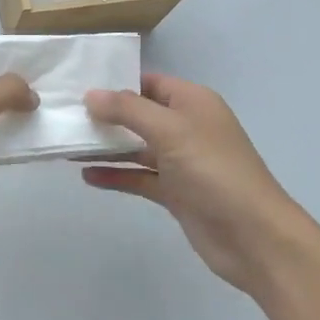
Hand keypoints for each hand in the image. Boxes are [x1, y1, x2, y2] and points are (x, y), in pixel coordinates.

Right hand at [82, 73, 314, 297]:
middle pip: (139, 114)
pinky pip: (139, 177)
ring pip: (136, 147)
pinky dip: (116, 175)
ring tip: (68, 145)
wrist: (254, 237)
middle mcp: (187, 127)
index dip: (116, 82)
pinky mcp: (176, 193)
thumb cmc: (214, 171)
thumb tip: (90, 94)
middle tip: (65, 116)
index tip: (77, 86)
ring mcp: (181, 161)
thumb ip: (128, 109)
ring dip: (106, 147)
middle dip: (105, 116)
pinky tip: (87, 176)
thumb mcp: (170, 130)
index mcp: (192, 102)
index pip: (148, 82)